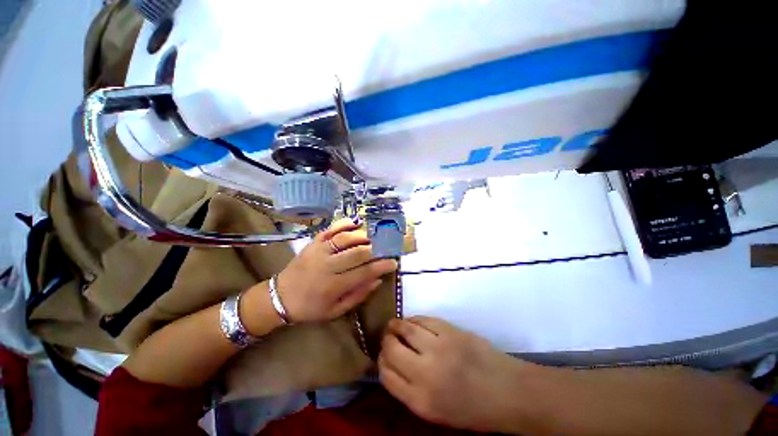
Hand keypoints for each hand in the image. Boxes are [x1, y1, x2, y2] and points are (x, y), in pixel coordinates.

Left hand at [275, 219, 397, 322]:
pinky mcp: (313, 243)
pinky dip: (344, 224)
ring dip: (363, 236)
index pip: (363, 273)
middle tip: (387, 248)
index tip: (393, 263)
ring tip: (375, 237)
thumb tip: (377, 279)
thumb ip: (358, 295)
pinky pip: (330, 230)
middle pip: (357, 253)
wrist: (280, 297)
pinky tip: (356, 223)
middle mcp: (327, 266)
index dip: (381, 266)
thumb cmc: (310, 307)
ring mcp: (319, 251)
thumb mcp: (335, 310)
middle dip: (376, 249)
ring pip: (345, 239)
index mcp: (333, 286)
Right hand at [379, 317, 535, 432]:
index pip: (386, 375)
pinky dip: (413, 319)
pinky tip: (413, 322)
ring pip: (405, 329)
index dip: (381, 362)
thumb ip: (410, 390)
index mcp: (420, 401)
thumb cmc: (472, 408)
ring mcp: (438, 348)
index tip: (383, 356)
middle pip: (391, 349)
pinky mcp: (450, 331)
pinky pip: (423, 320)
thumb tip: (393, 365)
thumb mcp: (436, 412)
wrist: (507, 392)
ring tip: (394, 325)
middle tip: (387, 338)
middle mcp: (425, 373)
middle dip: (385, 341)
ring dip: (396, 325)